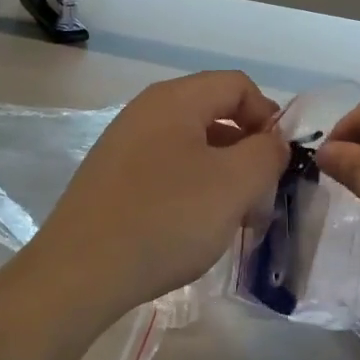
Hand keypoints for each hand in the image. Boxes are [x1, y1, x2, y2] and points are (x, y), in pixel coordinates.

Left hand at [27, 71, 290, 318]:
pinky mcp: (111, 179)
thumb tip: (272, 141)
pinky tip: (195, 227)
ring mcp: (124, 146)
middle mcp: (145, 112)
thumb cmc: (166, 219)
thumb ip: (266, 153)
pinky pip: (166, 170)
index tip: (280, 162)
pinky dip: (192, 189)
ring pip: (191, 146)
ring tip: (234, 217)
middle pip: (213, 114)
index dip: (268, 116)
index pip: (237, 86)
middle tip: (262, 193)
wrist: (79, 273)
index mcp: (174, 99)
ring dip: (222, 174)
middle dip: (247, 150)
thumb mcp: (234, 184)